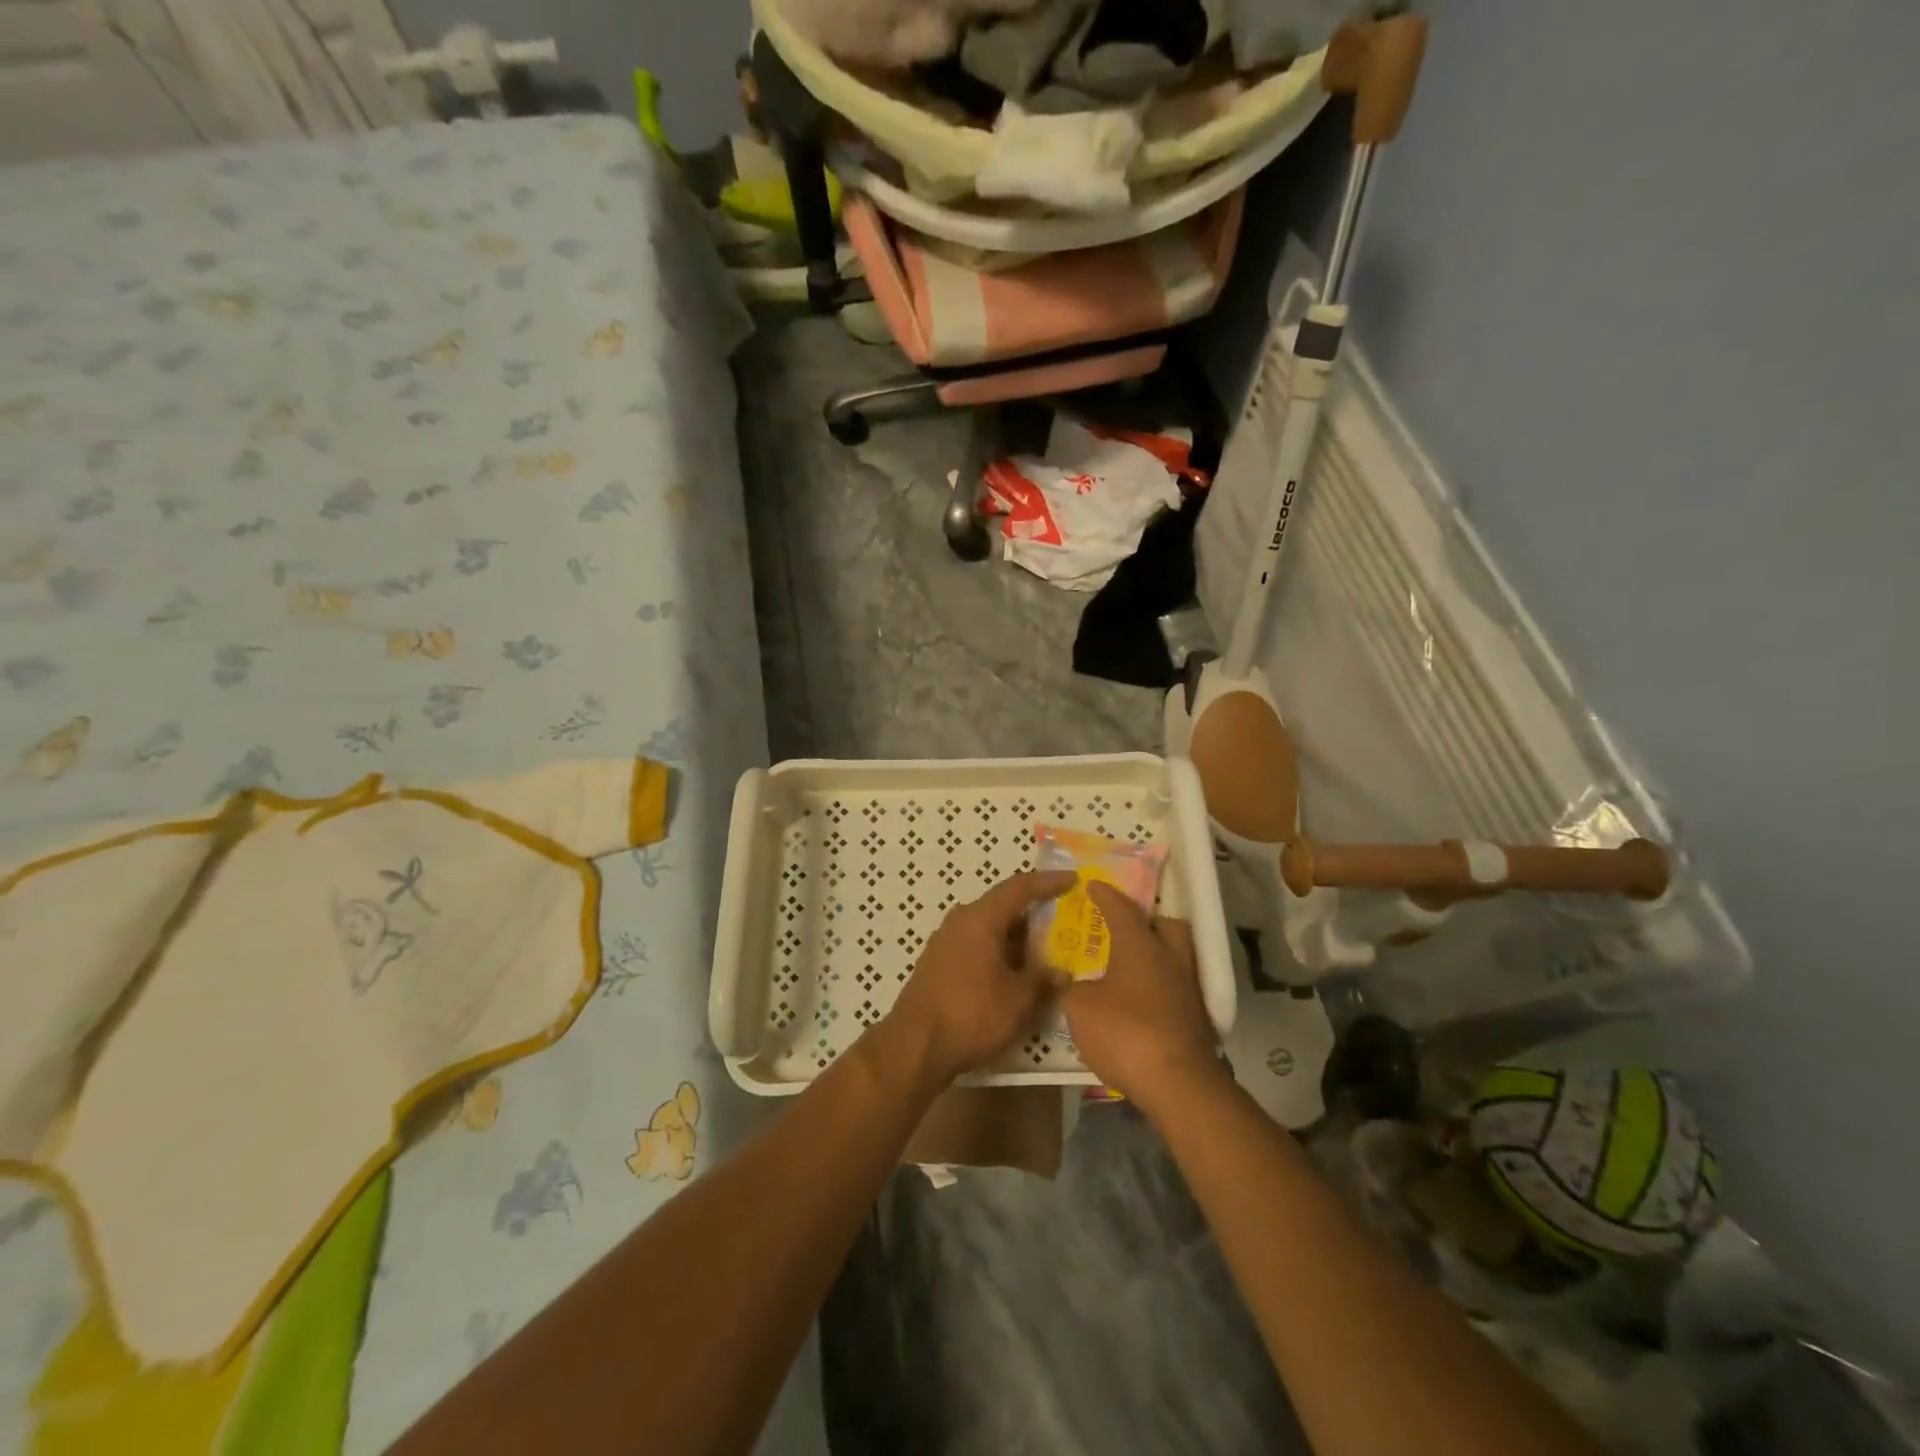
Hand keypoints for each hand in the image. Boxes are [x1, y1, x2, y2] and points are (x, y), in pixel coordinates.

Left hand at [885, 871, 1074, 1087]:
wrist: (914, 1046)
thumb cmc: (971, 1014)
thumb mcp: (1018, 1000)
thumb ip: (1043, 981)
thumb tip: (1062, 973)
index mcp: (981, 918)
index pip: (1020, 887)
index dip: (1048, 882)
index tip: (1073, 879)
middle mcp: (960, 921)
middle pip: (1003, 907)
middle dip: (1034, 914)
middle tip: (1064, 921)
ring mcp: (945, 942)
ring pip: (989, 928)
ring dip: (1016, 938)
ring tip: (1045, 952)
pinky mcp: (938, 963)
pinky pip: (976, 945)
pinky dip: (999, 952)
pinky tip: (1014, 974)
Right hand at [1061, 883, 1220, 1116]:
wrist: (1176, 1082)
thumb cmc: (1124, 1032)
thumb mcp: (1079, 1008)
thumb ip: (1073, 988)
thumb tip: (1075, 983)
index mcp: (1140, 944)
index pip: (1120, 908)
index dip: (1104, 895)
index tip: (1093, 884)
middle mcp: (1169, 957)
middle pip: (1166, 924)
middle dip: (1147, 920)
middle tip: (1124, 928)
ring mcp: (1188, 987)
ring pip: (1176, 955)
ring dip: (1156, 954)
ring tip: (1130, 966)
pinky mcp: (1196, 1017)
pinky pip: (1177, 985)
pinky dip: (1160, 985)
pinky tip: (1141, 1000)